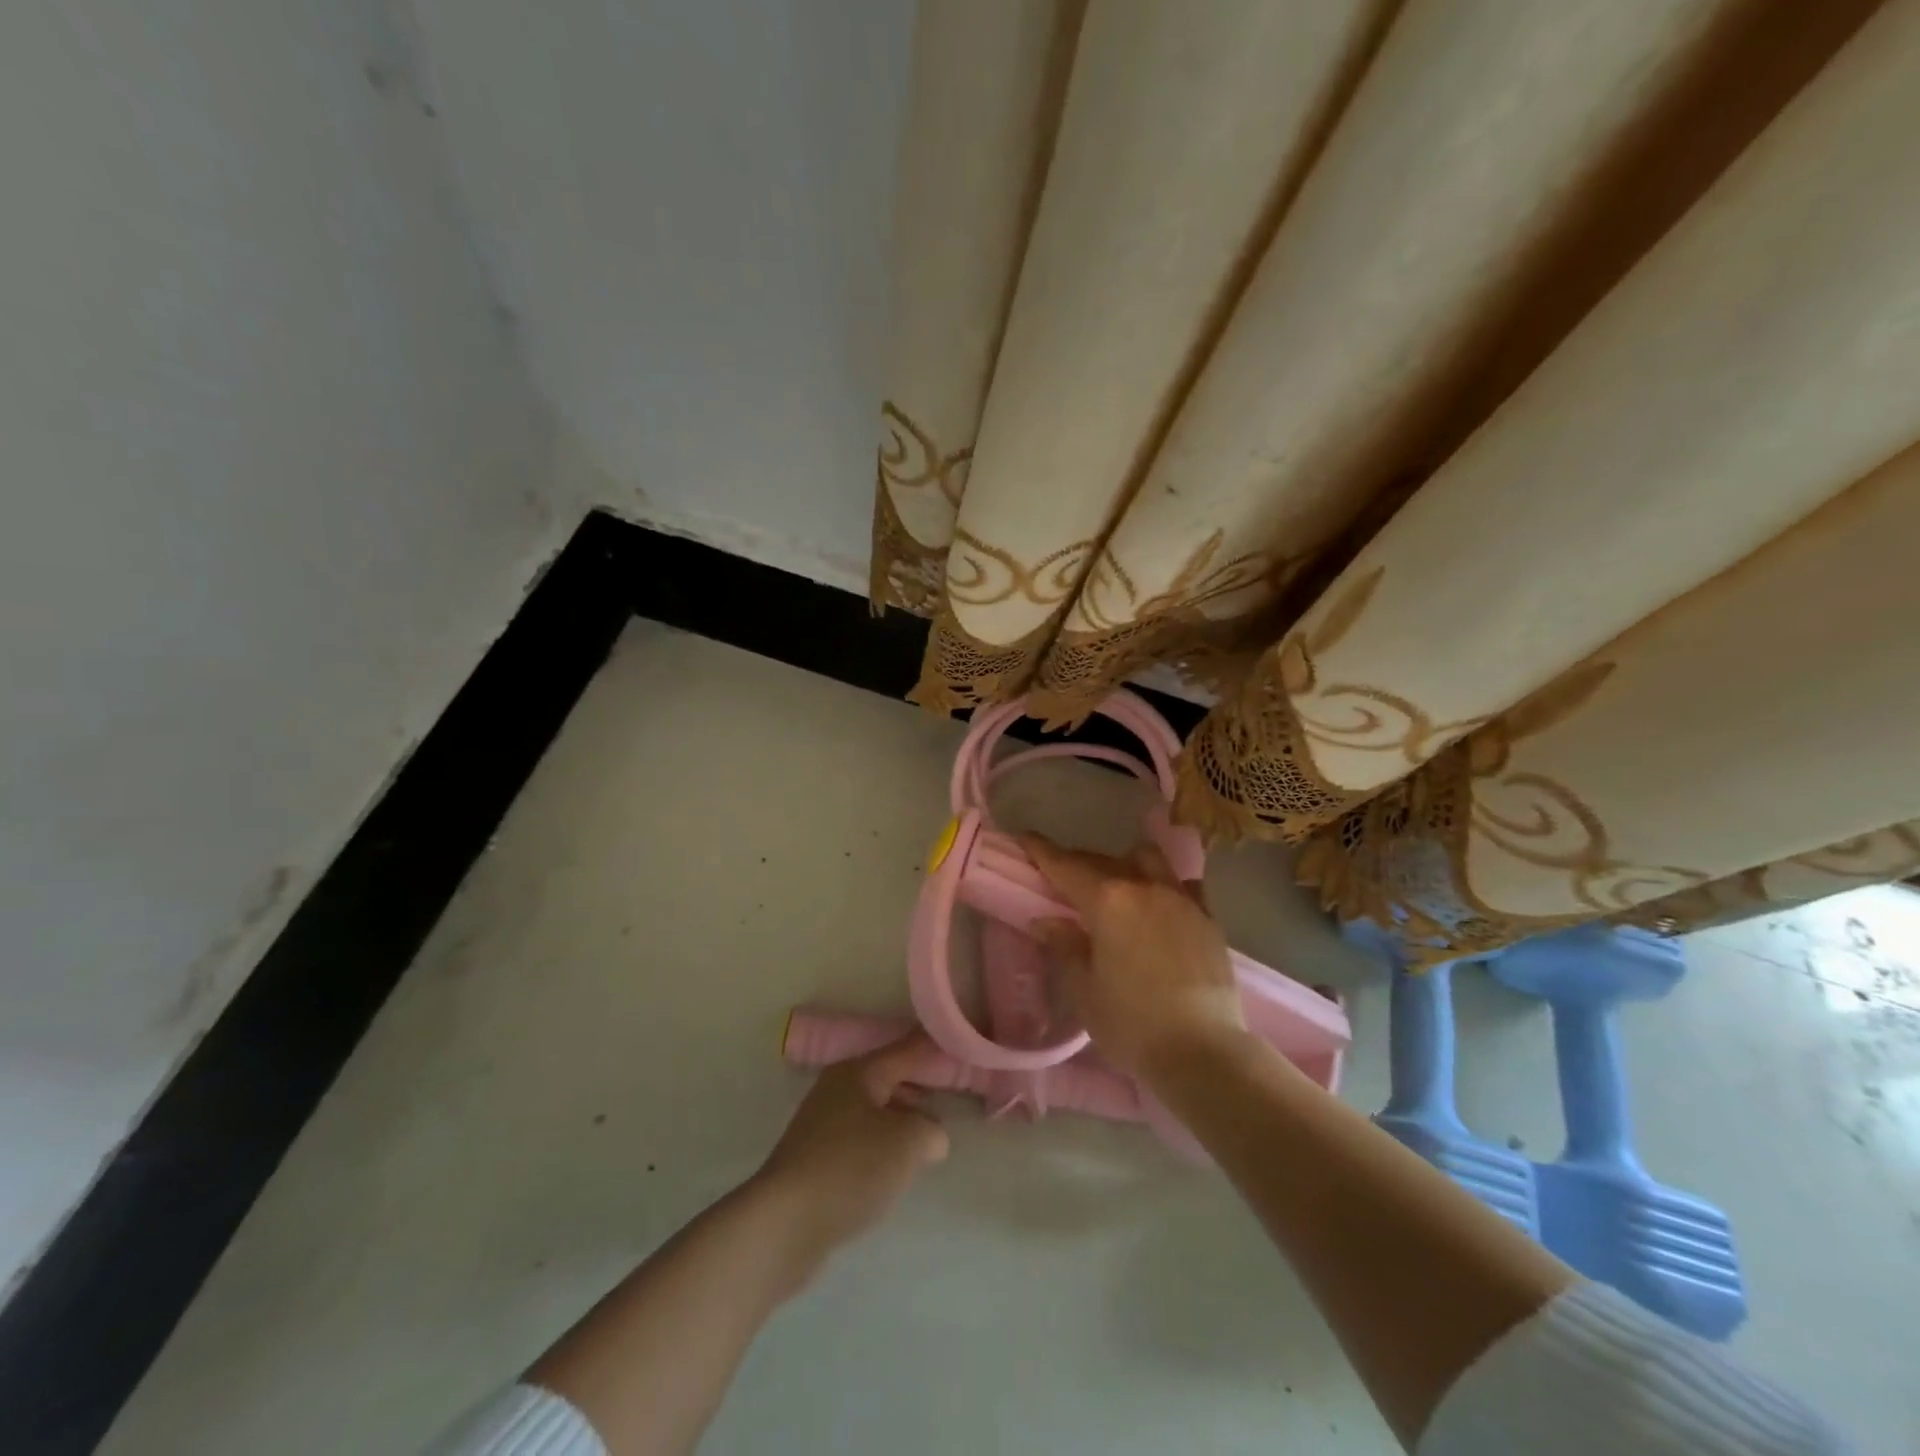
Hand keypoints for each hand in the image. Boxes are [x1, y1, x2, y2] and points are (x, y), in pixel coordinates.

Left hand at [756, 1034, 949, 1253]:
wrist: (784, 1225)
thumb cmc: (850, 1168)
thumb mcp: (907, 1143)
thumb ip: (931, 1130)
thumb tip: (932, 1136)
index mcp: (858, 1072)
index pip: (906, 1049)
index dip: (934, 1048)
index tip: (961, 1046)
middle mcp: (837, 1089)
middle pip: (888, 1079)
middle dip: (920, 1088)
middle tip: (954, 1098)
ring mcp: (822, 1126)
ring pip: (874, 1113)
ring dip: (902, 1122)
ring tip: (931, 1140)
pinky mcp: (815, 1162)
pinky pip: (860, 1142)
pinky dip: (882, 1149)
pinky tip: (896, 1171)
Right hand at [1020, 833, 1246, 1080]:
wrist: (1205, 1052)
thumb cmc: (1133, 1024)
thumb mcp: (1084, 990)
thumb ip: (1065, 947)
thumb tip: (1048, 921)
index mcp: (1108, 901)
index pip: (1065, 865)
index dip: (1042, 850)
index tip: (1026, 838)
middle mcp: (1144, 887)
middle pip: (1102, 860)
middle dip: (1078, 863)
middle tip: (1062, 878)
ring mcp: (1180, 899)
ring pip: (1147, 860)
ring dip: (1124, 864)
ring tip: (1116, 886)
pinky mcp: (1207, 917)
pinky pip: (1181, 884)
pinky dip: (1164, 885)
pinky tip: (1160, 905)